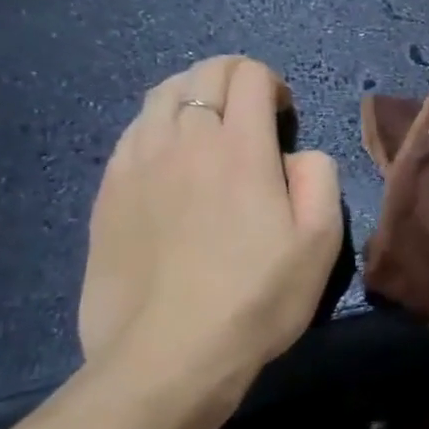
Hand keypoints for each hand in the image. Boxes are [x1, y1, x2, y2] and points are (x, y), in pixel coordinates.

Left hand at [79, 57, 341, 413]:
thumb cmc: (257, 298)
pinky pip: (132, 132)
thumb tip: (296, 155)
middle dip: (234, 79)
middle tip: (251, 115)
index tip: (283, 115)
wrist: (168, 355)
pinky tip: (169, 159)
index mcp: (241, 148)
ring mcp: (137, 163)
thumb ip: (319, 177)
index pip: (249, 75)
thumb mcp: (321, 242)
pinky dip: (157, 126)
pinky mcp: (107, 192)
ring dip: (192, 96)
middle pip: (203, 74)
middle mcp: (184, 140)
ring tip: (208, 129)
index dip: (272, 83)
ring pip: (161, 96)